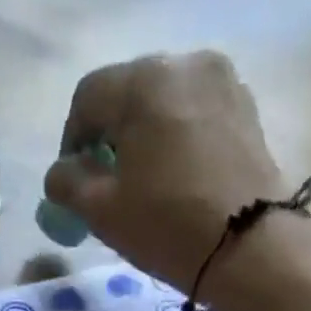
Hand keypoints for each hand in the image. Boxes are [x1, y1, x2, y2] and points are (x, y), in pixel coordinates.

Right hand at [44, 51, 289, 291]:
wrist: (249, 246)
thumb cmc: (167, 225)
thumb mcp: (102, 211)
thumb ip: (68, 184)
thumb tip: (61, 173)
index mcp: (142, 82)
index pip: (87, 97)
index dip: (71, 140)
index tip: (73, 182)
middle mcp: (184, 64)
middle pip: (128, 93)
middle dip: (110, 135)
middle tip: (107, 185)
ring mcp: (222, 81)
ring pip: (164, 103)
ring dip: (144, 136)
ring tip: (145, 184)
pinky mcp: (245, 107)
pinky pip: (195, 114)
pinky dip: (177, 138)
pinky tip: (177, 179)